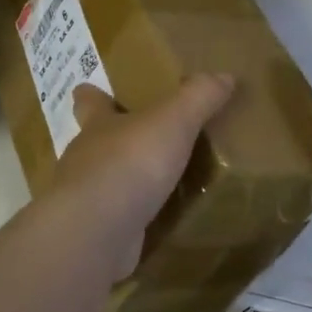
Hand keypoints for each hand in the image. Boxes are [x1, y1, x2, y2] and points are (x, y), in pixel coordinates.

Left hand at [50, 74, 236, 282]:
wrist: (95, 234)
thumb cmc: (129, 163)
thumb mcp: (173, 121)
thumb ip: (198, 97)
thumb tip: (225, 75)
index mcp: (98, 125)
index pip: (88, 101)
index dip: (93, 94)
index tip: (96, 89)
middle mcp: (86, 159)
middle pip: (96, 143)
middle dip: (116, 140)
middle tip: (148, 139)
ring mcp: (88, 200)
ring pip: (107, 183)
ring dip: (128, 182)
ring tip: (162, 184)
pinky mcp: (96, 235)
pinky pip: (119, 222)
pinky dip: (135, 221)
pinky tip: (158, 224)